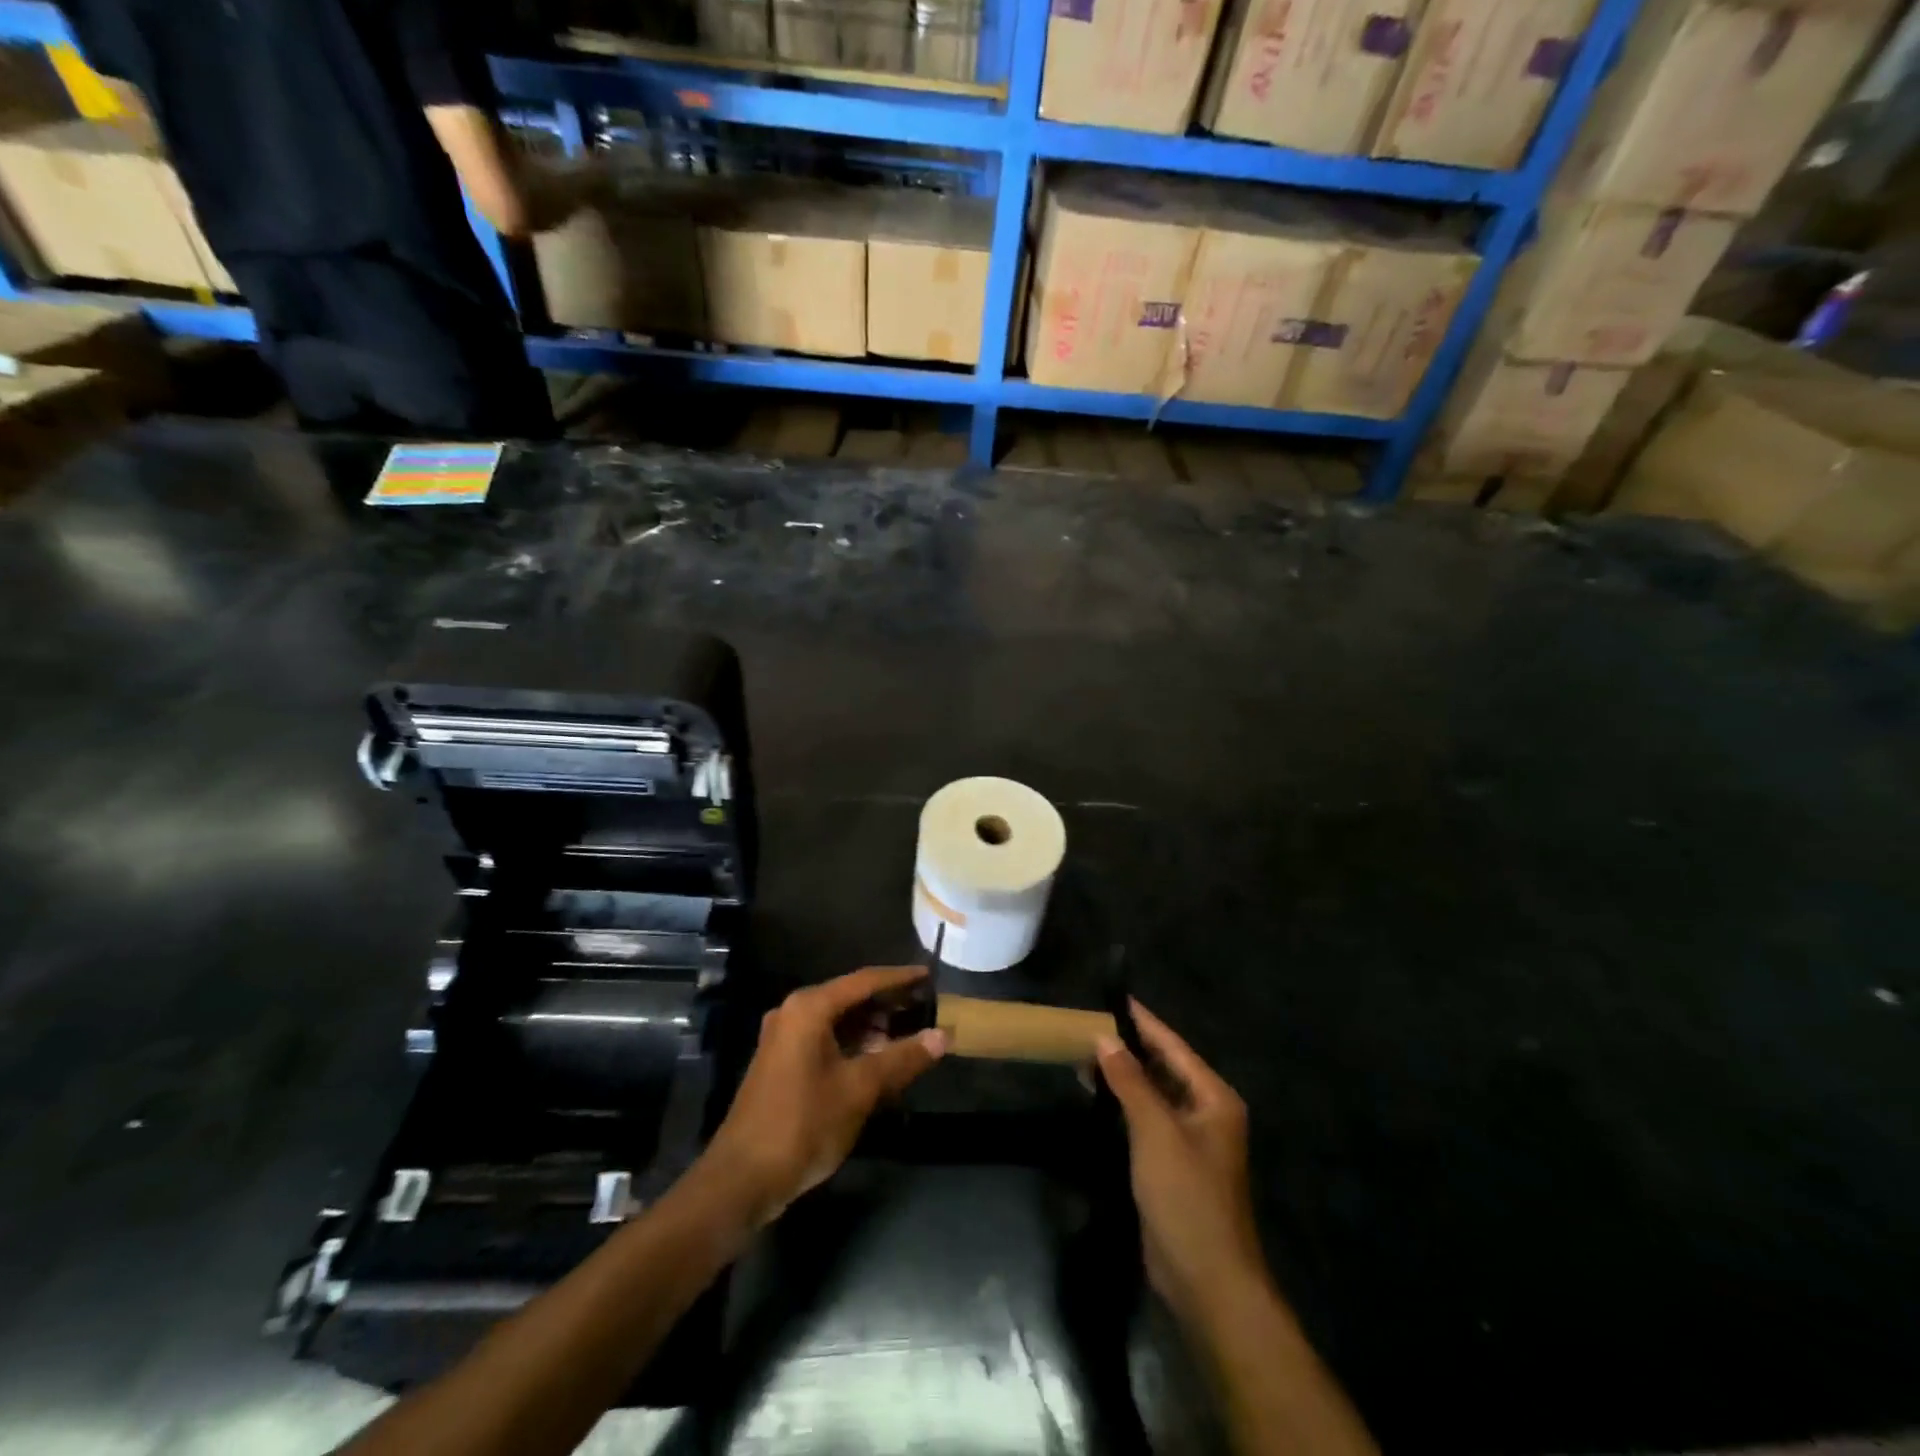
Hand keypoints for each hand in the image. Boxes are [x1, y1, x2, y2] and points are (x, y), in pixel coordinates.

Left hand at [701, 967, 947, 1225]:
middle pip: (850, 997)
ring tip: (908, 1034)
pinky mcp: (782, 1062)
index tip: (930, 975)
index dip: (900, 978)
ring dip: (871, 1026)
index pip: (864, 981)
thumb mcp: (860, 1089)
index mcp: (809, 1008)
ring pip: (838, 1020)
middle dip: (887, 1003)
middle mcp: (794, 1012)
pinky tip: (877, 1059)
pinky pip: (825, 1039)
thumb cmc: (804, 1124)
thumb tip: (943, 1036)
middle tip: (925, 1007)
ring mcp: (784, 1038)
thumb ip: (902, 1058)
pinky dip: (853, 1043)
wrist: (742, 1179)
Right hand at [1097, 1002, 1268, 1323]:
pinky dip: (1123, 1104)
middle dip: (1128, 1047)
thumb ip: (1131, 1081)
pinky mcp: (1172, 1163)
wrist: (1207, 1279)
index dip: (1143, 1021)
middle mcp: (1205, 1112)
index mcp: (1213, 1098)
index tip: (1113, 998)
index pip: (1173, 1046)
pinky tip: (1096, 1095)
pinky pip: (1146, 1120)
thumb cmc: (1186, 1196)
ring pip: (1153, 1093)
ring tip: (1083, 1053)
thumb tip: (1106, 1037)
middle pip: (1164, 1067)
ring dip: (1123, 1075)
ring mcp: (1190, 1140)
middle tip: (1088, 1024)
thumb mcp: (1155, 1131)